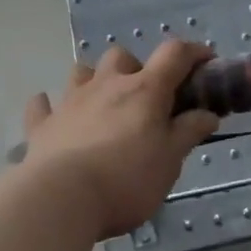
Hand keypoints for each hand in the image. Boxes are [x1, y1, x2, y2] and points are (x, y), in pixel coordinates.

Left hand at [20, 41, 221, 238]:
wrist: (62, 198)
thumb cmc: (127, 179)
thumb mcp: (170, 161)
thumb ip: (188, 132)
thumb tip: (207, 114)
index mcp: (144, 90)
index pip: (173, 55)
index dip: (193, 52)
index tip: (206, 62)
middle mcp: (106, 85)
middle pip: (121, 56)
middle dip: (136, 67)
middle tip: (145, 97)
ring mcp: (70, 101)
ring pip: (81, 72)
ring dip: (94, 79)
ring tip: (102, 103)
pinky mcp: (42, 124)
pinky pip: (42, 105)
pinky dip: (49, 106)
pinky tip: (54, 114)